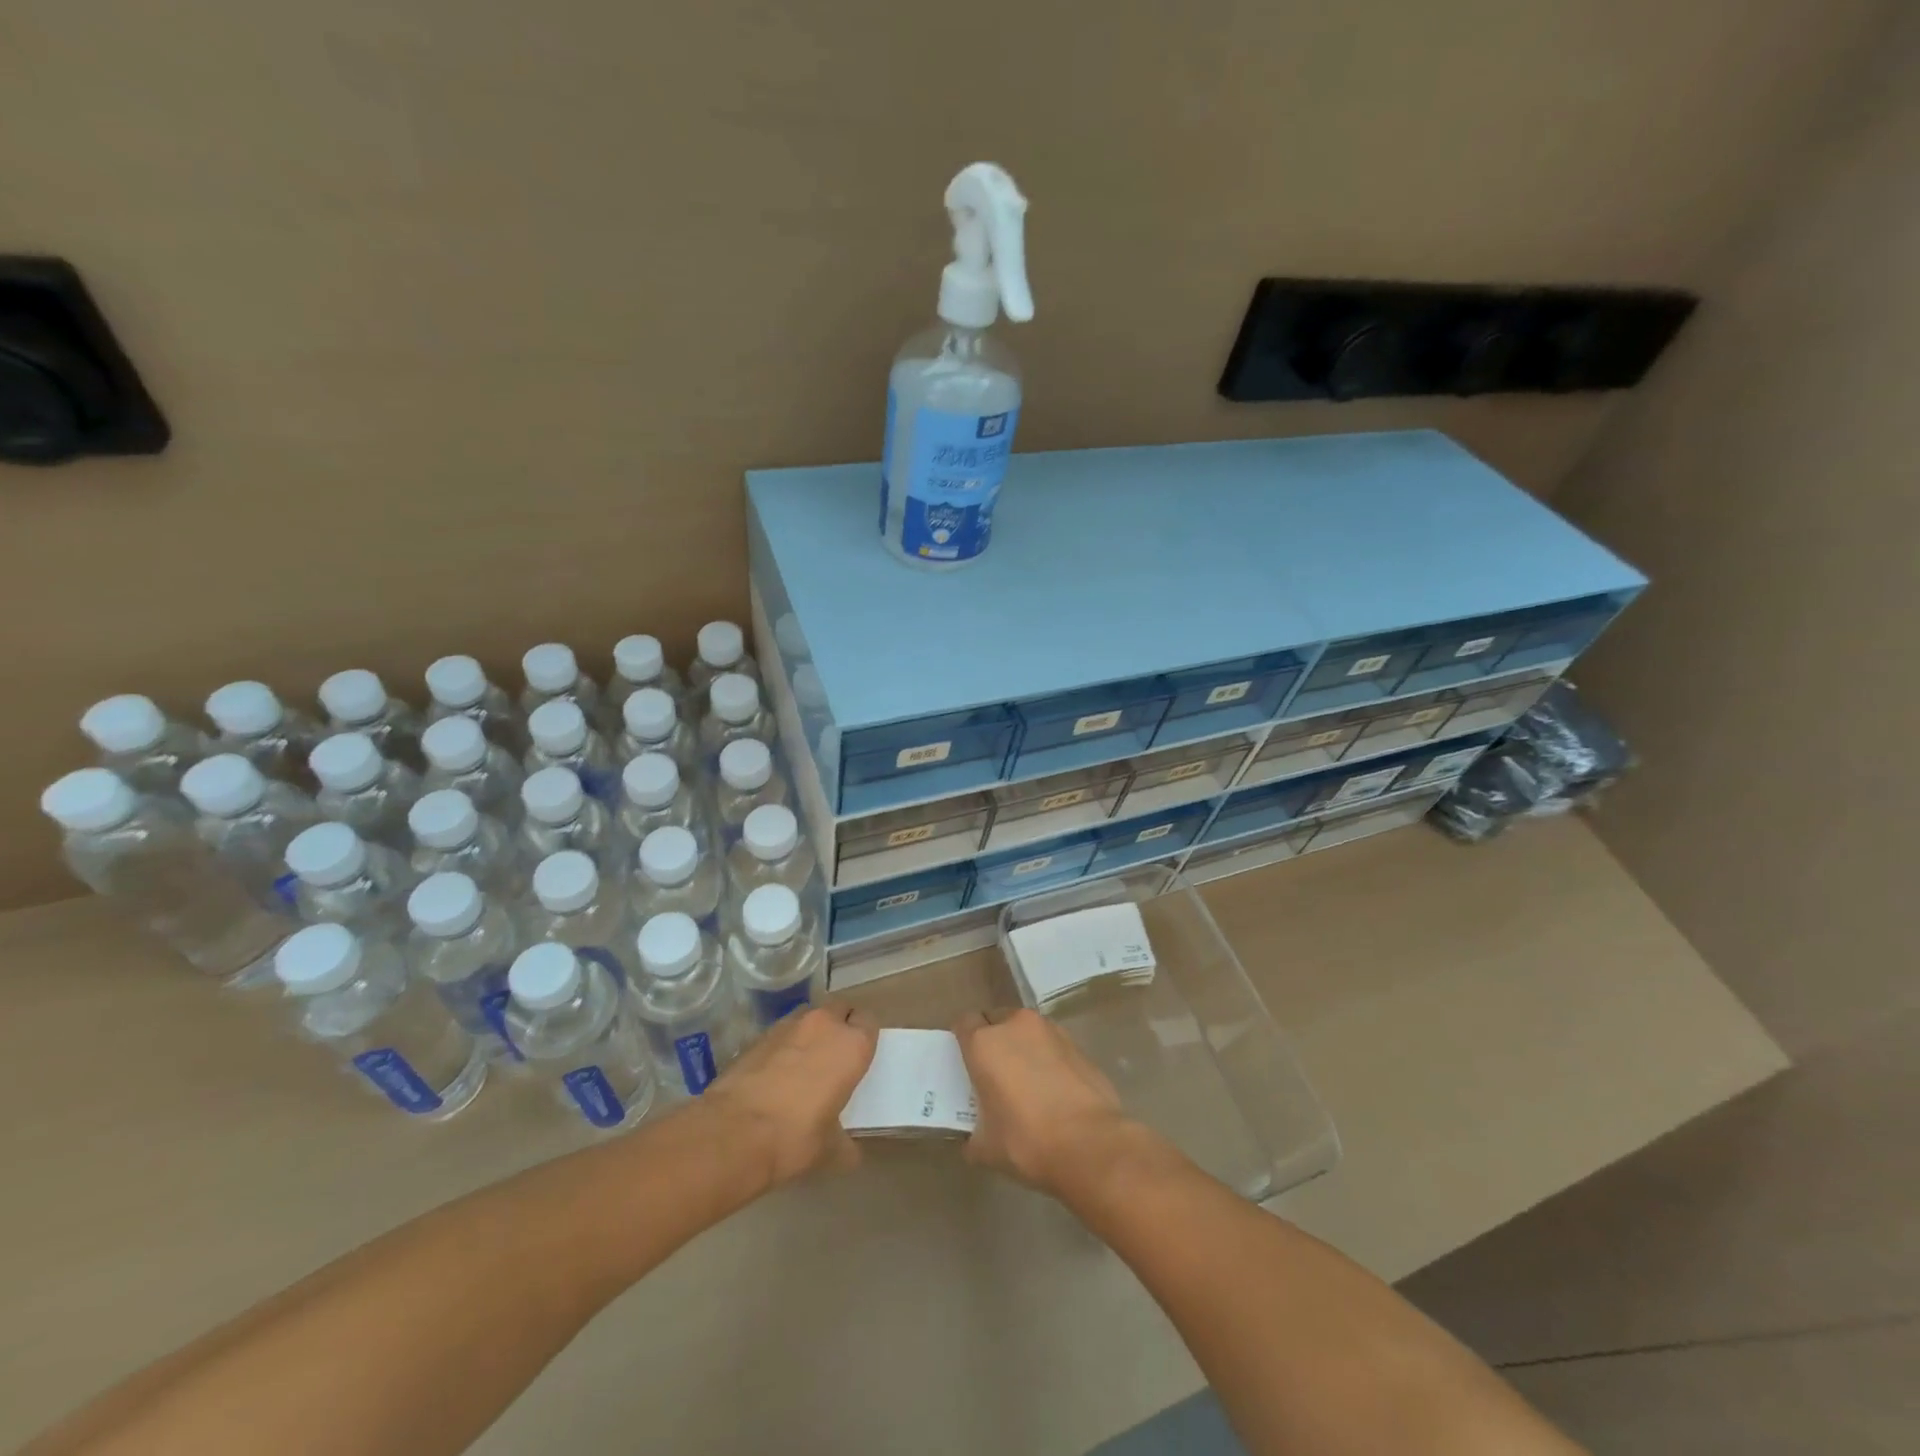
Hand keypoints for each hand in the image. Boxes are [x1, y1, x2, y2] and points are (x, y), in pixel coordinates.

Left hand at [703, 1004, 877, 1188]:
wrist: (733, 1132)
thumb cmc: (795, 1137)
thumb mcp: (830, 1149)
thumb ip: (845, 1144)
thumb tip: (849, 1154)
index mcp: (852, 1045)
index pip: (869, 1021)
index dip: (865, 1035)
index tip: (860, 1055)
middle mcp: (824, 1024)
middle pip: (840, 1008)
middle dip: (840, 1024)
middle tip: (835, 1054)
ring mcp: (789, 1025)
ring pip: (809, 1014)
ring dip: (812, 1030)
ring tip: (804, 1060)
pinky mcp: (759, 1034)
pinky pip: (782, 1031)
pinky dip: (784, 1044)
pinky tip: (776, 1071)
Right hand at [953, 1008, 1140, 1197]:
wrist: (1091, 1144)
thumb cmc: (1028, 1142)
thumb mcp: (987, 1148)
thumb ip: (973, 1134)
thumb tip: (974, 1137)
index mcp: (984, 1043)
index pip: (963, 1023)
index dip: (962, 1041)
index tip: (965, 1062)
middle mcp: (1015, 1025)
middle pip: (995, 1020)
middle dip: (992, 1039)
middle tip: (993, 1072)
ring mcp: (1050, 1030)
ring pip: (1025, 1029)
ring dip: (1021, 1045)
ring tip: (1026, 1079)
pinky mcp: (1076, 1043)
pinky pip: (1051, 1043)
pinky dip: (1046, 1057)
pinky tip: (1053, 1088)